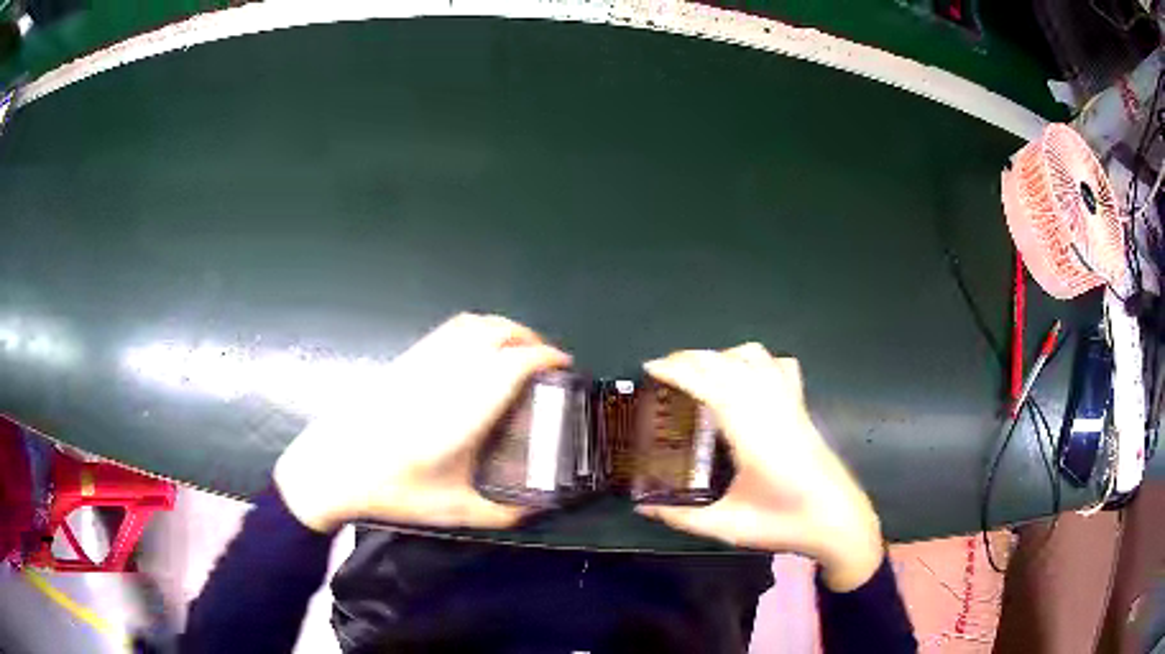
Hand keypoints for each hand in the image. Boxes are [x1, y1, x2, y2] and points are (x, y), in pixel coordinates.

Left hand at [273, 313, 570, 532]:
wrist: (333, 469)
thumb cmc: (393, 491)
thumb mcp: (453, 511)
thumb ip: (502, 514)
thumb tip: (537, 510)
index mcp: (462, 411)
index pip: (512, 364)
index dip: (545, 357)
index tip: (565, 366)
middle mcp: (445, 376)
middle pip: (495, 333)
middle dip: (530, 337)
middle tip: (548, 360)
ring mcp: (422, 363)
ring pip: (471, 325)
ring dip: (503, 328)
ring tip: (519, 349)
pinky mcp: (405, 361)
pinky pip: (448, 331)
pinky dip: (476, 330)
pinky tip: (480, 353)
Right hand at [637, 344, 883, 591]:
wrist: (839, 521)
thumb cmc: (786, 524)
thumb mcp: (727, 527)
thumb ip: (681, 517)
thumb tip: (643, 506)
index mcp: (752, 434)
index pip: (711, 384)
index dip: (678, 370)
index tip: (650, 368)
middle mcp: (771, 408)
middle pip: (728, 363)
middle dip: (690, 357)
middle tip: (660, 370)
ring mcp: (790, 404)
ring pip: (755, 357)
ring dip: (721, 355)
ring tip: (699, 371)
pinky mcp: (802, 408)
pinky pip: (780, 367)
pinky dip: (757, 361)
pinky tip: (745, 376)